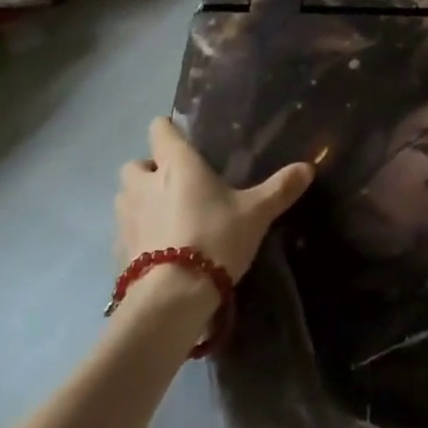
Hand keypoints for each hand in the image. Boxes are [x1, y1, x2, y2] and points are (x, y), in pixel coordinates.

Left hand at [116, 117, 313, 281]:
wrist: (172, 298)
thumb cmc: (215, 238)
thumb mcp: (256, 213)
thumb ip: (280, 188)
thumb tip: (309, 167)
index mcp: (176, 164)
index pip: (159, 129)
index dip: (168, 130)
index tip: (182, 139)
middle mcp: (144, 183)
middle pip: (134, 164)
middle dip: (149, 170)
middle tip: (174, 185)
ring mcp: (126, 217)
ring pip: (124, 197)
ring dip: (138, 201)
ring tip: (165, 217)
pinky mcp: (117, 250)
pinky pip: (124, 232)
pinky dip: (137, 235)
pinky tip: (157, 250)